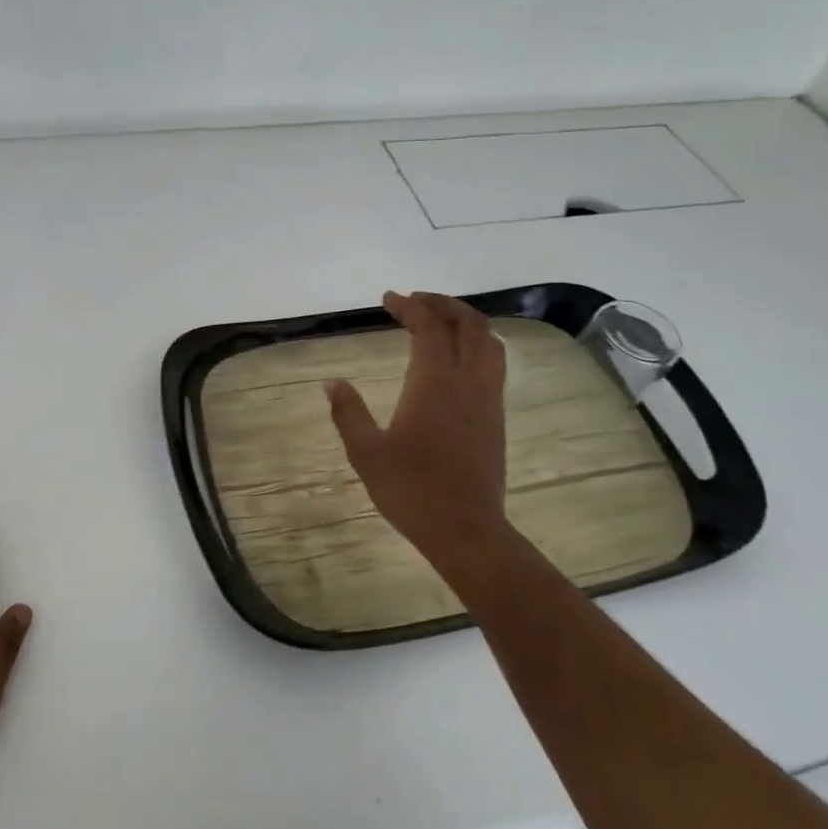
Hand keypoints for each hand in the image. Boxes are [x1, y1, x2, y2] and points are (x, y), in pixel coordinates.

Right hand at [326, 292, 518, 590]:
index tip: (389, 298)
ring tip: (441, 320)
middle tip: (415, 301)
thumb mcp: (366, 453)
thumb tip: (332, 383)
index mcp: (434, 383)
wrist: (465, 530)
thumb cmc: (411, 490)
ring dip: (466, 321)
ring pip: (489, 341)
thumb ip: (348, 413)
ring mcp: (488, 398)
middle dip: (442, 304)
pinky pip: (494, 363)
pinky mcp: (496, 416)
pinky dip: (478, 344)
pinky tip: (460, 357)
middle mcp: (467, 381)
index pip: (428, 328)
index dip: (409, 307)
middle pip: (467, 324)